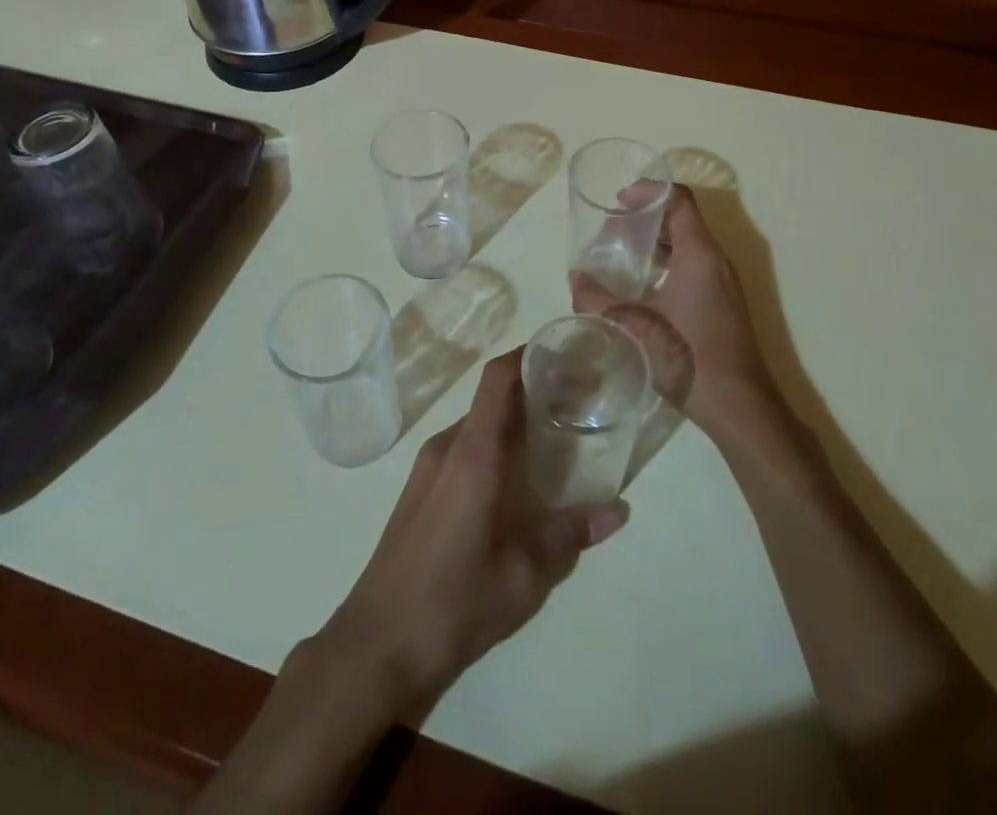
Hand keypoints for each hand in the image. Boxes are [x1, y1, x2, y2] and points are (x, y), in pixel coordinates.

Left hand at [314, 350, 628, 715]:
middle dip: (532, 392)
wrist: (378, 643)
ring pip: (477, 425)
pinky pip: (462, 448)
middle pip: (492, 399)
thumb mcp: (526, 575)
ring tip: (553, 441)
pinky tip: (515, 482)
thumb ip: (571, 535)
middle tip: (575, 404)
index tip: (564, 353)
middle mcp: (447, 446)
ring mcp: (427, 466)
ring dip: (512, 423)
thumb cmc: (456, 601)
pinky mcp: (419, 488)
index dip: (528, 354)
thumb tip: (619, 509)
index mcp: (473, 452)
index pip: (497, 378)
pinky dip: (492, 447)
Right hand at [572, 183, 780, 445]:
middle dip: (646, 219)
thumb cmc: (687, 355)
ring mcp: (723, 283)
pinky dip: (667, 263)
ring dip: (656, 243)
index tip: (620, 200)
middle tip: (612, 232)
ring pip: (688, 244)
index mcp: (699, 253)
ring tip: (622, 256)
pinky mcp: (723, 303)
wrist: (738, 405)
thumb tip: (574, 277)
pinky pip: (693, 266)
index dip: (649, 191)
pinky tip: (643, 287)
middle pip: (682, 219)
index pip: (679, 199)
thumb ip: (598, 299)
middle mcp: (716, 260)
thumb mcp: (633, 324)